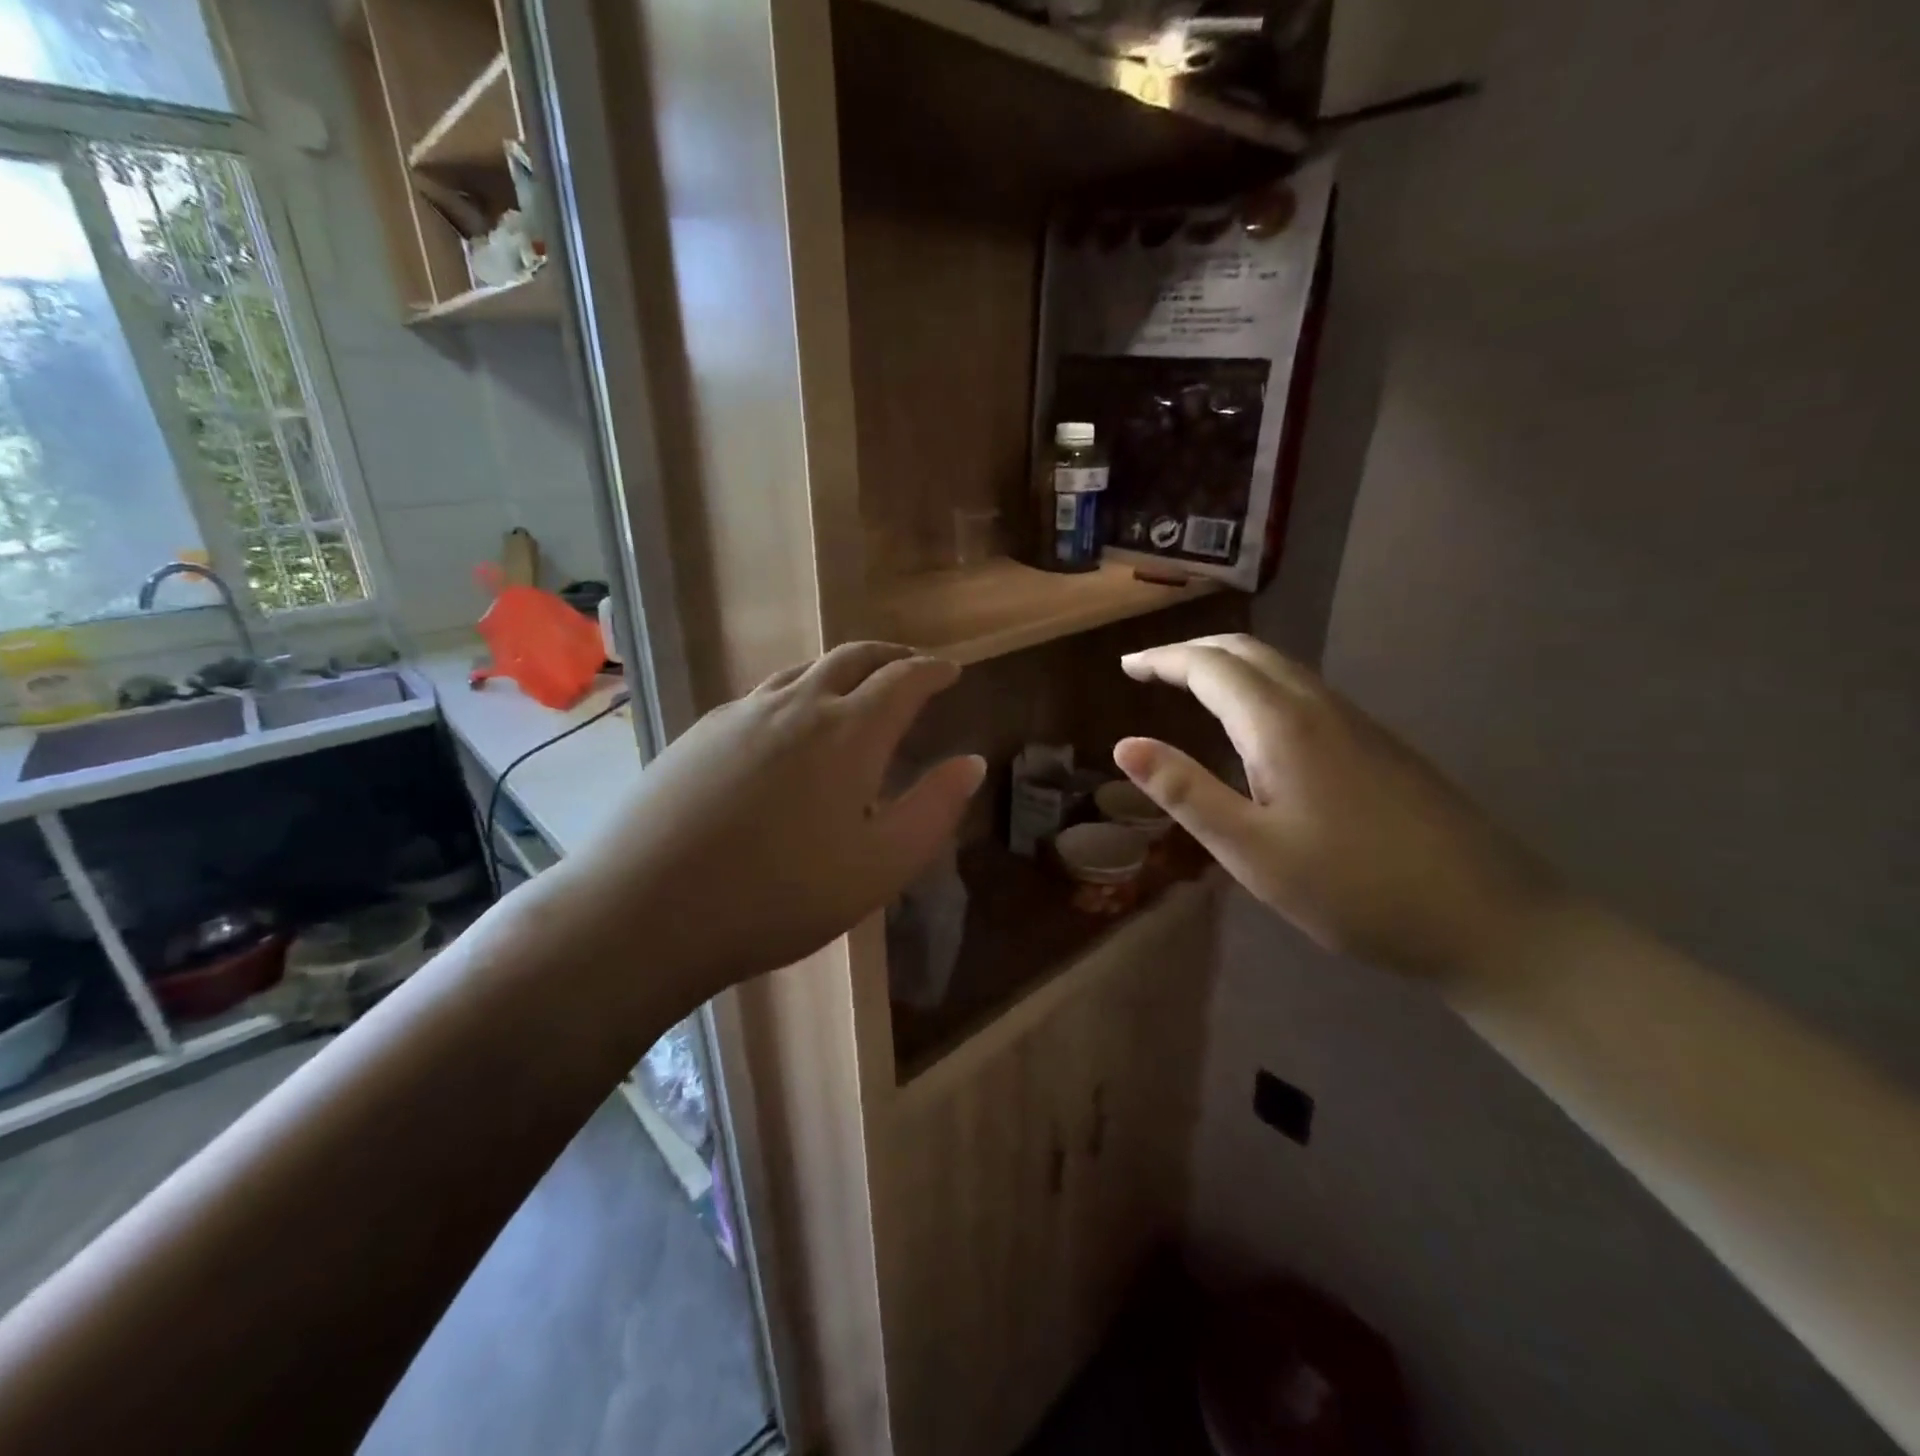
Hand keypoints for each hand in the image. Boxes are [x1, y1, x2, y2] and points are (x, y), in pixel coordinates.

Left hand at [545, 643, 984, 997]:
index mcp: (849, 732)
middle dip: (890, 655)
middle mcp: (797, 706)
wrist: (647, 909)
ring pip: (803, 670)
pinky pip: (763, 695)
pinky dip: (796, 693)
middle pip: (852, 657)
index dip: (933, 670)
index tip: (951, 670)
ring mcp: (742, 714)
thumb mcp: (880, 866)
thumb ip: (933, 809)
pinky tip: (787, 726)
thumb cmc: (782, 896)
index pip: (903, 680)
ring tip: (855, 688)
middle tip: (911, 666)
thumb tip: (971, 763)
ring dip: (840, 669)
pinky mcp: (701, 733)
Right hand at [1113, 635, 1558, 980]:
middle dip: (1193, 652)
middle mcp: (1319, 707)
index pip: (1210, 667)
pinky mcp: (1378, 745)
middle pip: (1248, 653)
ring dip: (1228, 666)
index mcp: (1282, 725)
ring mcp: (1356, 723)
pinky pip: (1303, 691)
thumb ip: (1187, 793)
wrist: (1490, 917)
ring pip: (1280, 669)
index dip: (1163, 659)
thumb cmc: (1355, 889)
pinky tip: (1256, 725)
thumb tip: (1125, 745)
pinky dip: (1259, 686)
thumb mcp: (1252, 851)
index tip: (1126, 665)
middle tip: (1150, 669)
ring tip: (1191, 686)